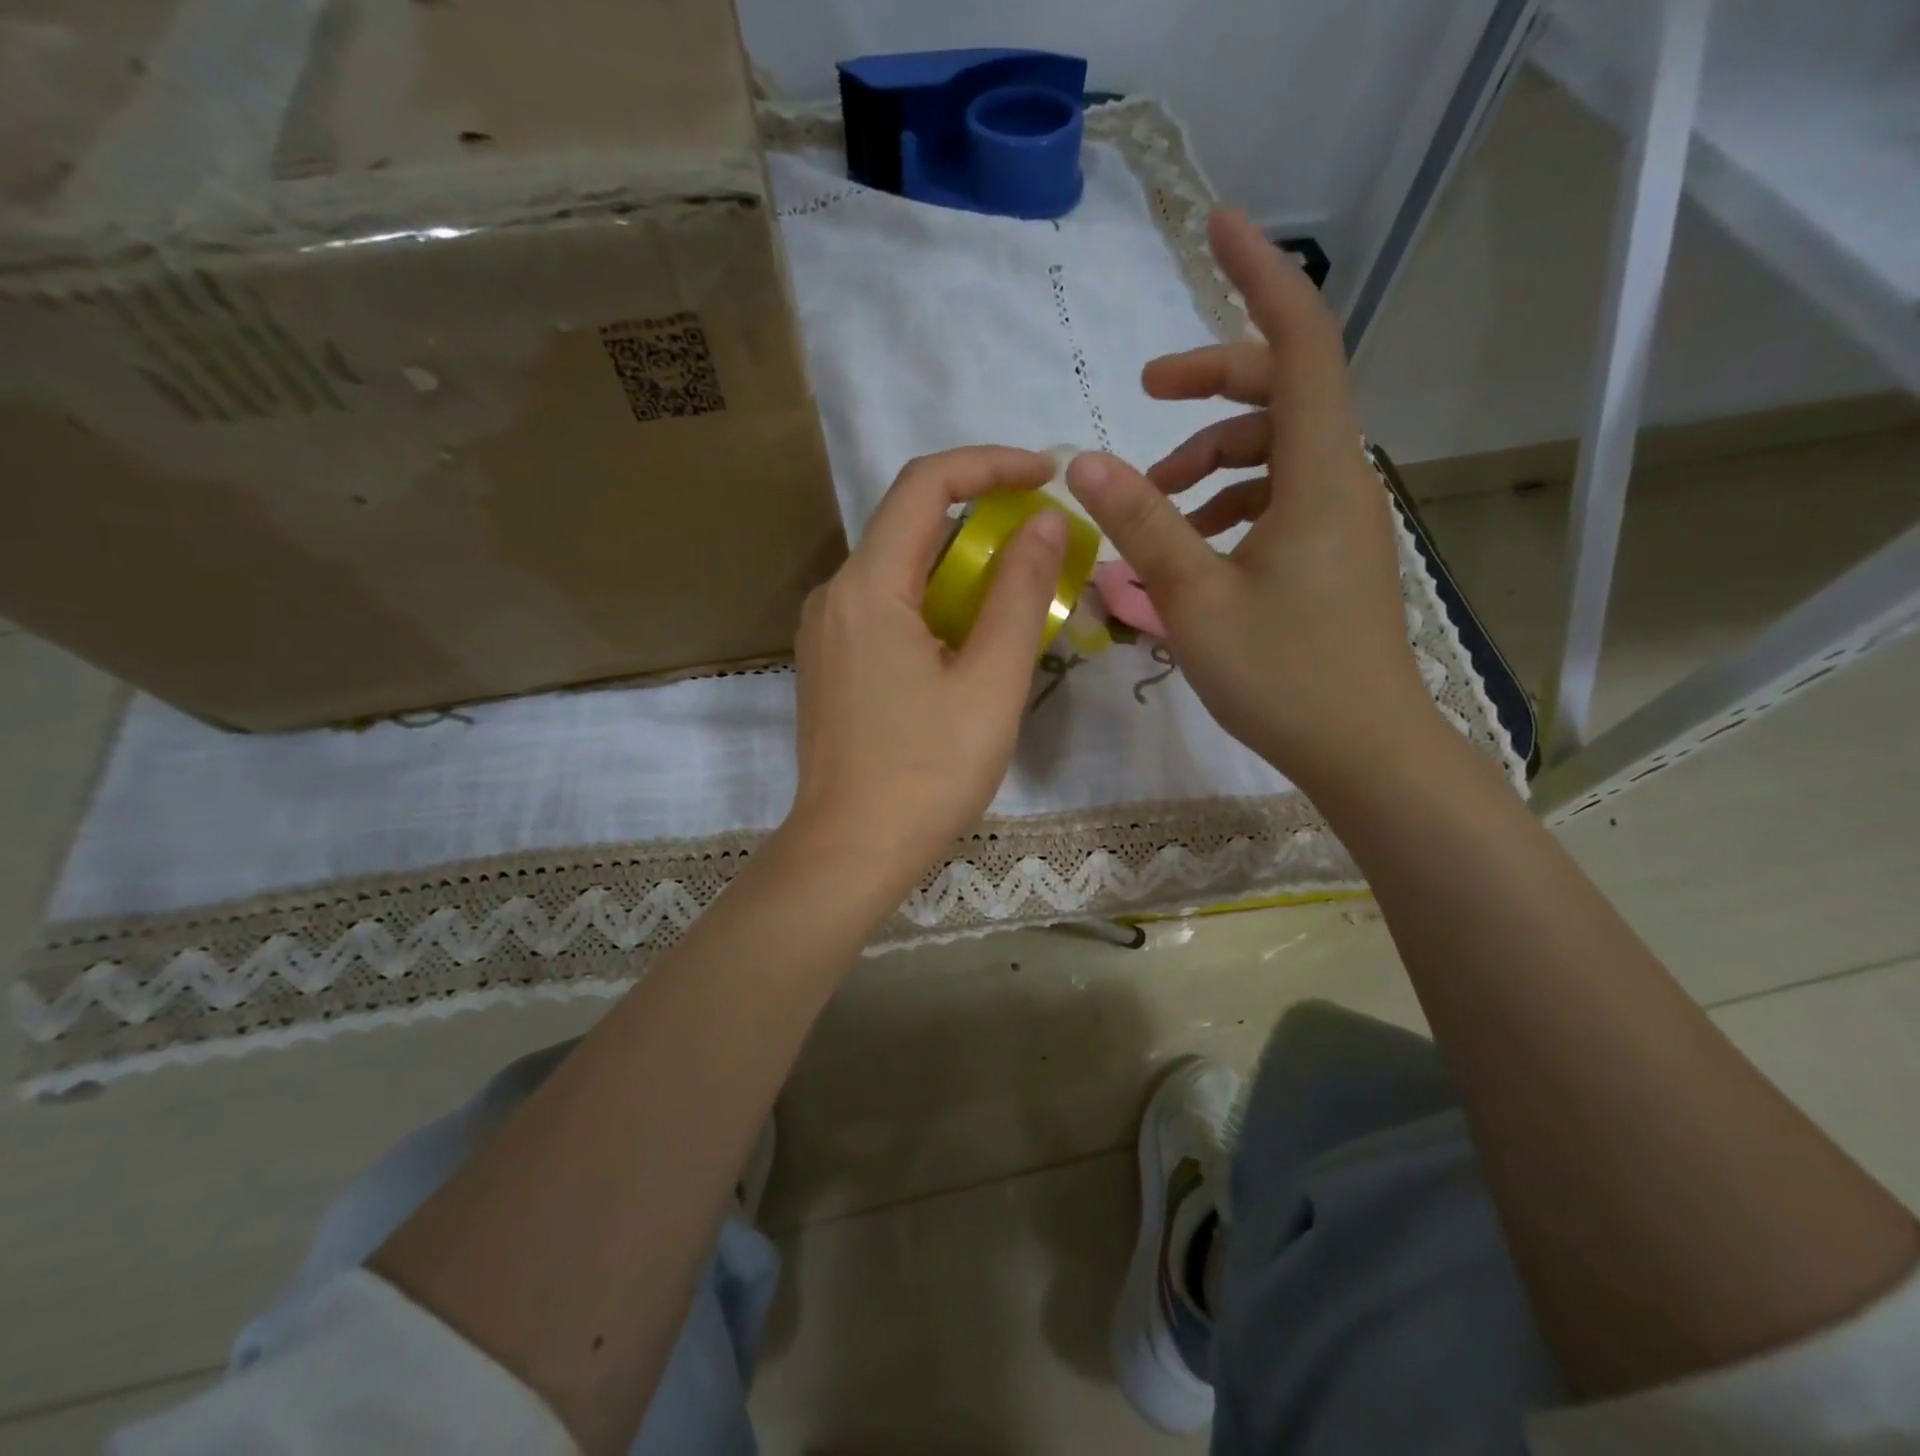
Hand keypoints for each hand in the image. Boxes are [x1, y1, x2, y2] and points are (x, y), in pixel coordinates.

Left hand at [785, 447, 1067, 891]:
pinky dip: (935, 605)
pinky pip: (886, 610)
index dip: (989, 464)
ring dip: (961, 569)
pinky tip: (970, 644)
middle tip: (1045, 545)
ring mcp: (826, 632)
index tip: (1046, 475)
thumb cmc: (927, 771)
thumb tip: (1045, 522)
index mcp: (867, 586)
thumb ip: (1020, 592)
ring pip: (900, 572)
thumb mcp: (991, 680)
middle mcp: (835, 595)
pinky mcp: (831, 664)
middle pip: (910, 526)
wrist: (850, 851)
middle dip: (983, 520)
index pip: (925, 484)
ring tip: (1018, 599)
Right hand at [1064, 210, 1440, 793]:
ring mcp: (1337, 519)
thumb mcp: (1195, 600)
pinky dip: (1229, 501)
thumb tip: (1084, 461)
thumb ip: (1142, 525)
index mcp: (1317, 475)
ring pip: (1275, 449)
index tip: (1218, 227)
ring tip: (1155, 500)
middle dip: (1210, 383)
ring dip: (1211, 456)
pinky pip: (1278, 496)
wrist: (1363, 750)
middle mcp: (1338, 481)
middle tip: (1145, 400)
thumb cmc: (1282, 676)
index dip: (1259, 276)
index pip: (1300, 342)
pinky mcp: (1329, 552)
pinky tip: (1192, 543)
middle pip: (1282, 391)